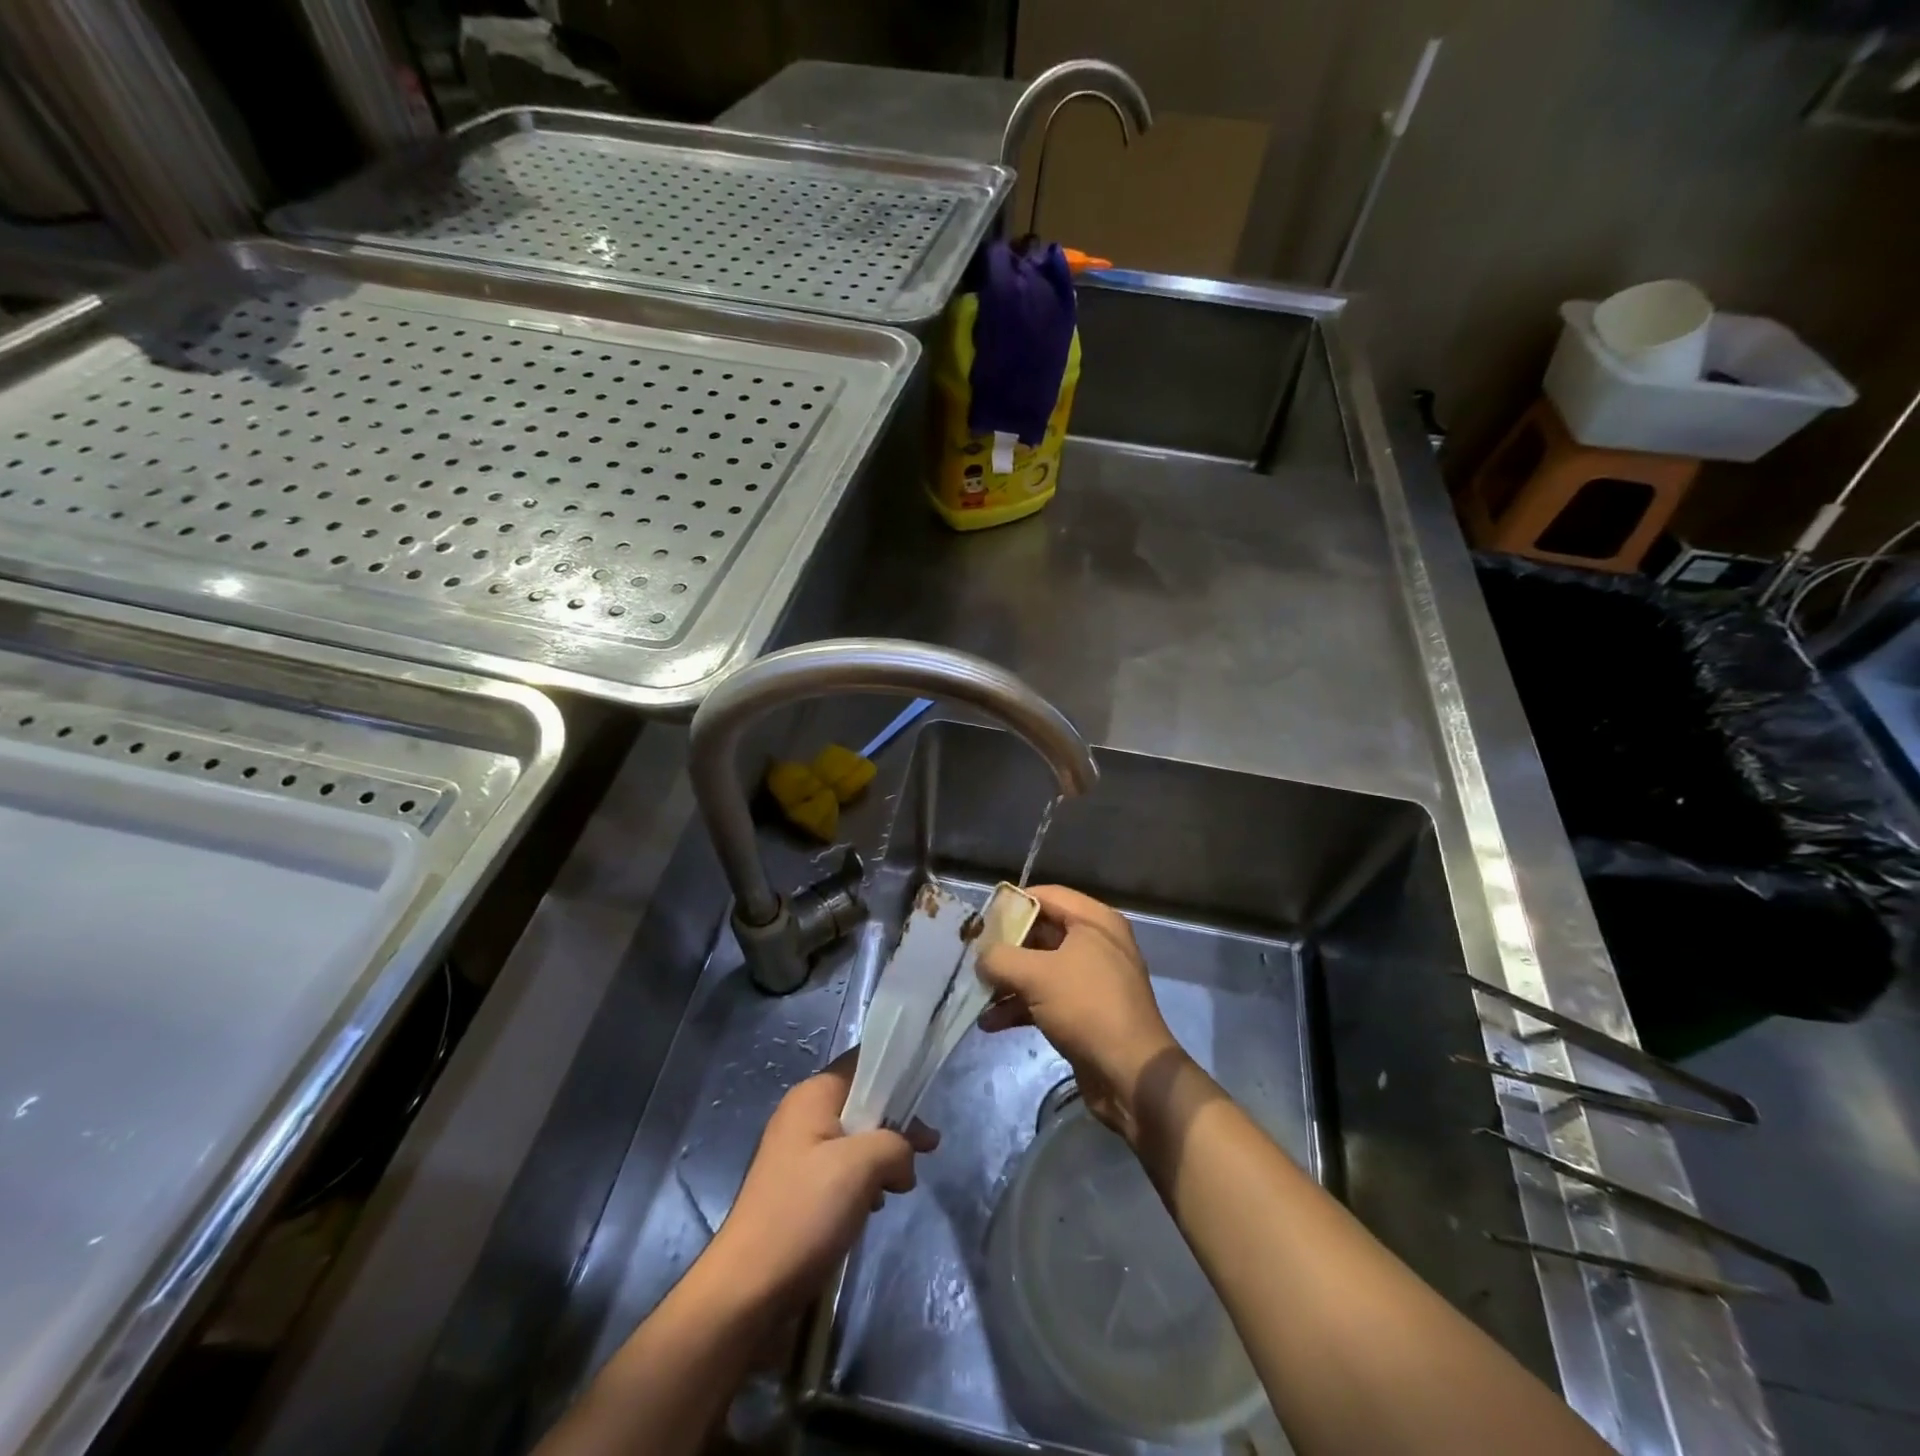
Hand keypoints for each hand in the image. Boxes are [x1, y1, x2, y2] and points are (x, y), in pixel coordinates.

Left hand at [704, 1052, 937, 1315]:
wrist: (747, 1290)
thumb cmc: (804, 1212)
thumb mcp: (861, 1166)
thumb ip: (896, 1145)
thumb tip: (905, 1161)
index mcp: (814, 1095)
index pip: (863, 1061)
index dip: (897, 1071)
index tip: (926, 1095)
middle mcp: (804, 1115)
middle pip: (863, 1101)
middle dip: (897, 1122)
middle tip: (930, 1147)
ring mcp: (800, 1153)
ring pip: (857, 1137)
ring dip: (884, 1156)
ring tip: (903, 1184)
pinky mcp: (801, 1188)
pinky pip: (843, 1169)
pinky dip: (865, 1180)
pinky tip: (876, 1205)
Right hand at [976, 885, 1187, 1142]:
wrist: (1131, 1074)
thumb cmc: (1087, 1007)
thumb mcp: (1036, 975)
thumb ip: (1000, 958)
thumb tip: (980, 958)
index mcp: (1094, 922)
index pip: (1046, 896)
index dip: (1012, 904)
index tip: (982, 920)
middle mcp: (1097, 943)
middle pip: (1041, 933)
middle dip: (1006, 948)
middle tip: (974, 958)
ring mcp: (1092, 979)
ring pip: (1041, 969)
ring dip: (1008, 981)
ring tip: (976, 994)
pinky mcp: (1087, 1012)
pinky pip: (1047, 998)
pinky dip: (1021, 1006)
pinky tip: (990, 1023)